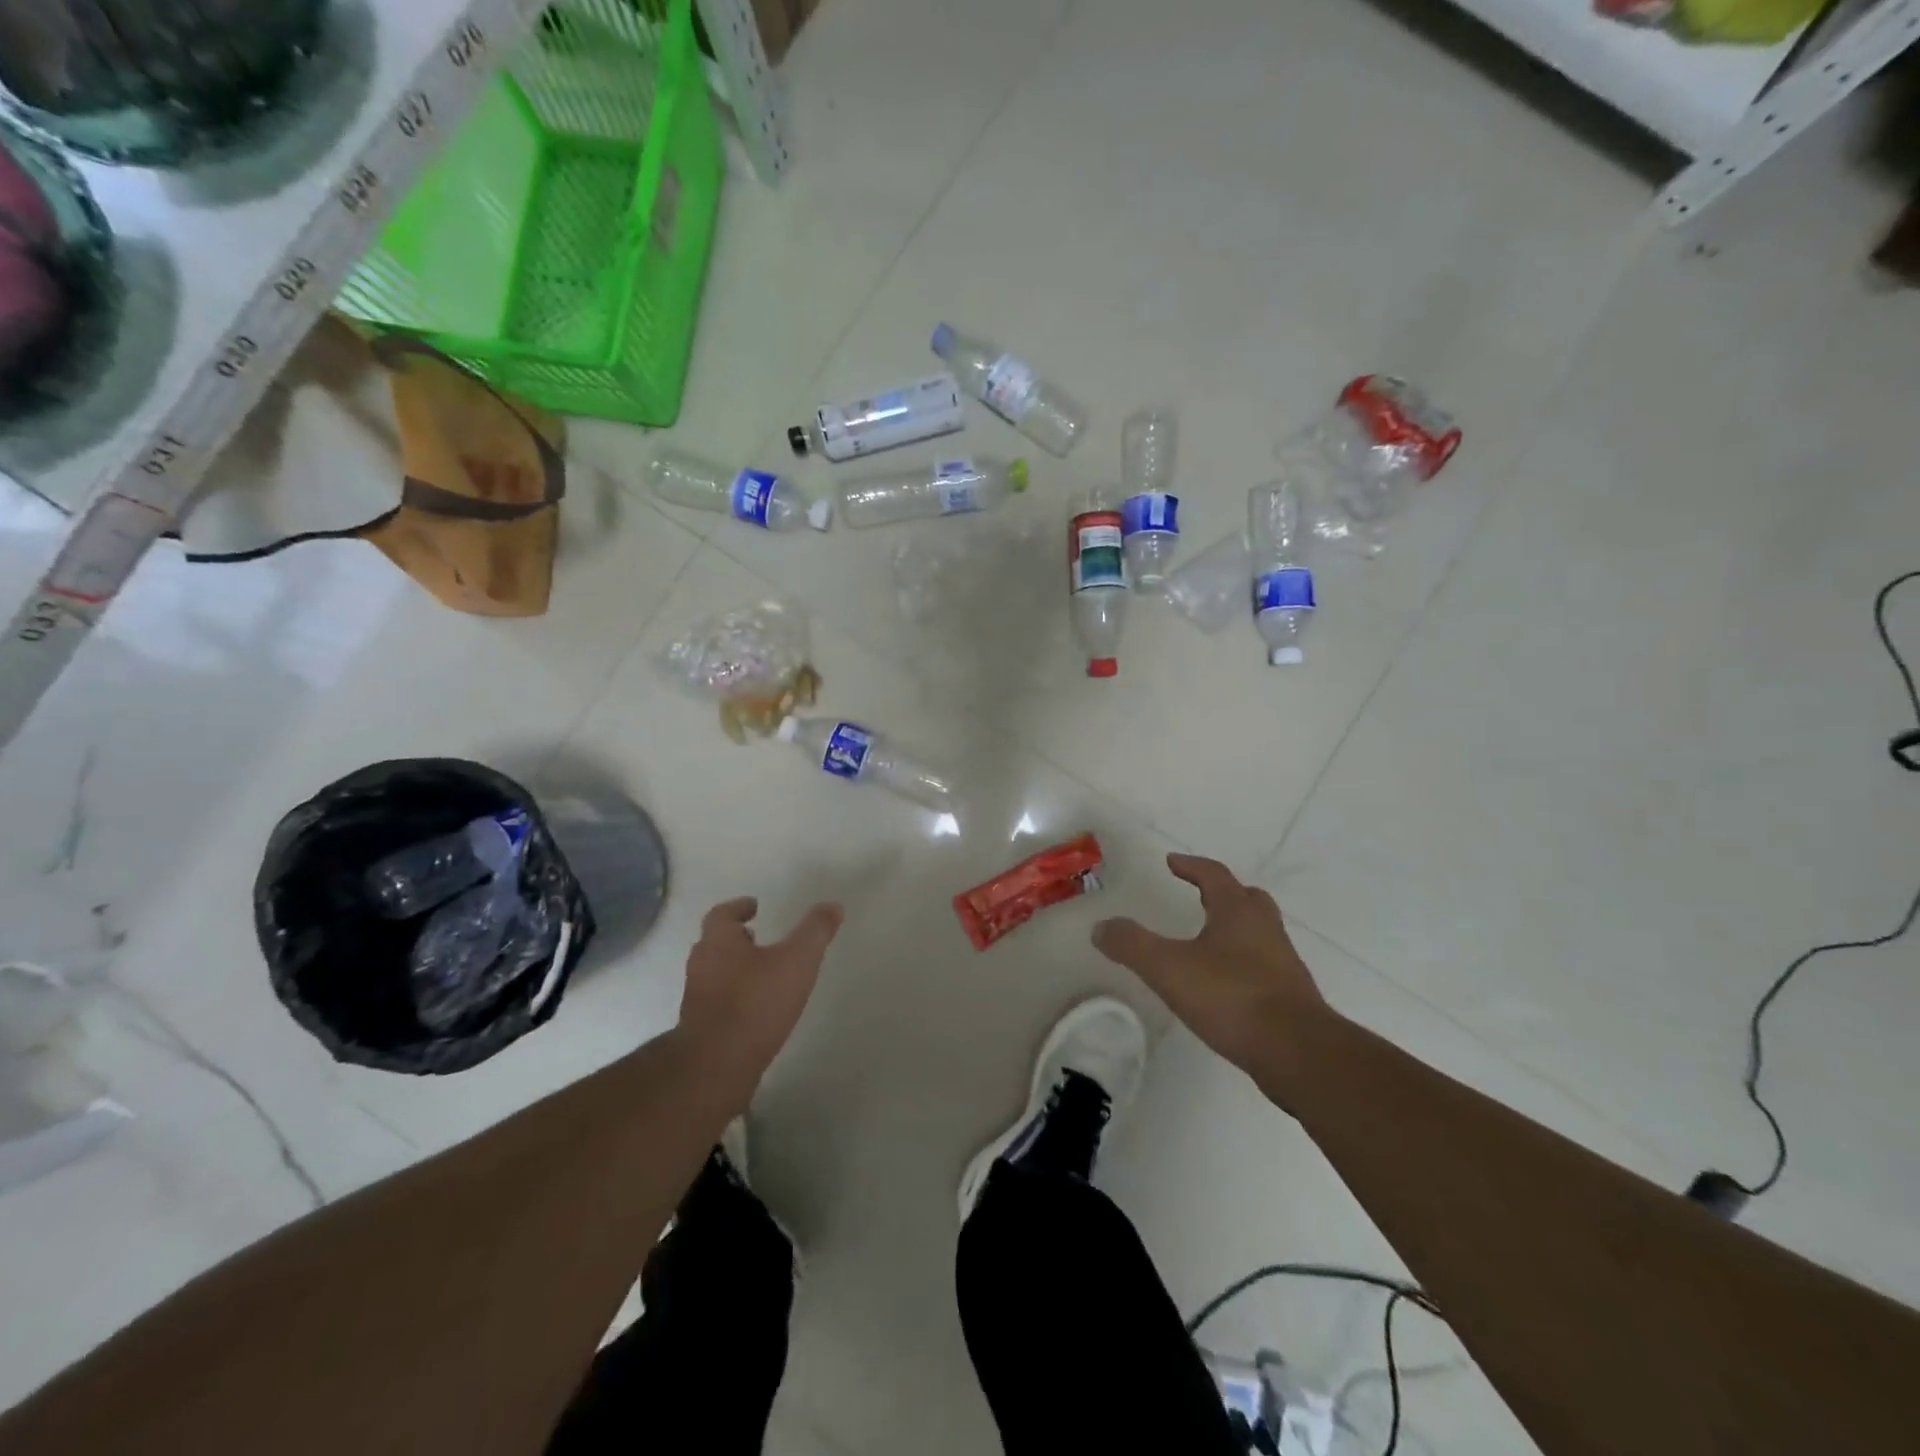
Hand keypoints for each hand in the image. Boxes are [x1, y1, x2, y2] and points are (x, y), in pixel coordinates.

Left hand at [678, 897, 843, 1083]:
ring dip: (734, 968)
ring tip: (762, 972)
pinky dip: (733, 996)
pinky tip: (755, 1007)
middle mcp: (701, 965)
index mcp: (718, 942)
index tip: (754, 906)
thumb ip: (815, 931)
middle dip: (736, 938)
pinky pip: (717, 1001)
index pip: (722, 914)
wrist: (718, 1065)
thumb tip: (833, 905)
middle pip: (715, 943)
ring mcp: (697, 999)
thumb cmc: (756, 1002)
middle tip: (758, 936)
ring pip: (714, 973)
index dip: (738, 907)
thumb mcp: (797, 960)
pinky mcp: (700, 1028)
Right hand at [1093, 854, 1330, 1097]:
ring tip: (1210, 940)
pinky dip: (1244, 962)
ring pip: (1259, 932)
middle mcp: (1265, 929)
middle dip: (1223, 893)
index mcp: (1238, 912)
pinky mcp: (1291, 996)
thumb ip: (1132, 945)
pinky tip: (1227, 984)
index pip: (1214, 875)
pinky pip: (1264, 965)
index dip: (1191, 866)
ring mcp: (1283, 962)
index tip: (1172, 862)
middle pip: (1247, 898)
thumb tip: (1101, 927)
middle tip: (1201, 895)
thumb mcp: (1169, 968)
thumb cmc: (1232, 997)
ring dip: (1236, 928)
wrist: (1298, 1052)